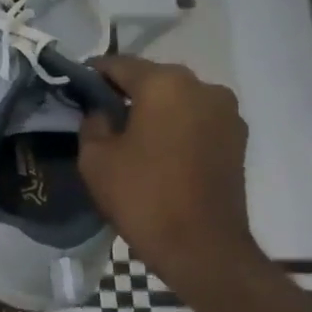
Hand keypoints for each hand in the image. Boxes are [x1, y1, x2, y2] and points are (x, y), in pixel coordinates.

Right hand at [78, 55, 260, 290]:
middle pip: (152, 78)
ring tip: (129, 134)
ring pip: (177, 98)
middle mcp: (201, 87)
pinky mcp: (237, 138)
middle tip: (99, 113)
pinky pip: (196, 118)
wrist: (202, 247)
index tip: (74, 88)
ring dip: (153, 109)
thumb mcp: (95, 157)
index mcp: (164, 84)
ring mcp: (226, 112)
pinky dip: (176, 125)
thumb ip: (93, 121)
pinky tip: (157, 149)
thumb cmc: (142, 196)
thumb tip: (101, 111)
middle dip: (125, 91)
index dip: (92, 74)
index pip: (119, 64)